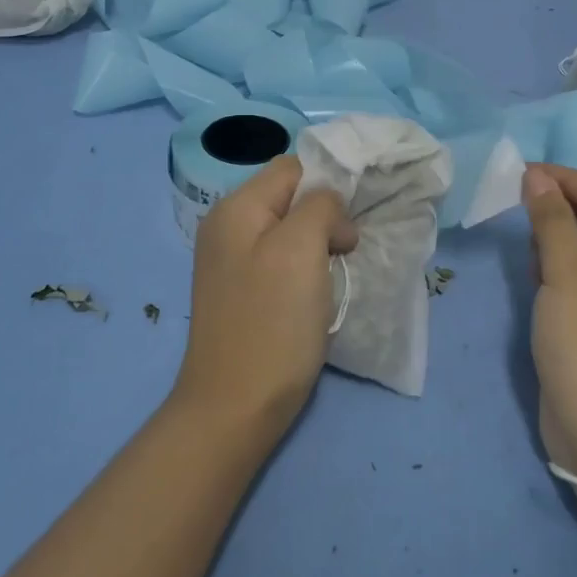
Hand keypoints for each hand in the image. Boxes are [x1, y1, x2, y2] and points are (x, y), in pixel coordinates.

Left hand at [176, 156, 358, 440]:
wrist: (234, 408)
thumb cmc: (272, 324)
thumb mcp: (301, 249)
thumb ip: (320, 208)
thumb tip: (333, 216)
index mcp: (235, 208)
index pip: (293, 168)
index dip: (328, 187)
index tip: (349, 224)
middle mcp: (227, 226)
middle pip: (289, 198)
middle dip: (324, 216)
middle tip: (345, 251)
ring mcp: (231, 261)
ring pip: (289, 230)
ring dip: (318, 244)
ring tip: (333, 273)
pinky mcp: (241, 291)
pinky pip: (280, 260)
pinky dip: (304, 268)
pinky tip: (315, 293)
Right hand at [523, 165, 576, 486]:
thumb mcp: (566, 270)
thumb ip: (550, 219)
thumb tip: (537, 177)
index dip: (569, 179)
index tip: (527, 173)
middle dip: (563, 207)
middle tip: (521, 200)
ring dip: (558, 237)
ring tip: (526, 237)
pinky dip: (557, 268)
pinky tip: (534, 274)